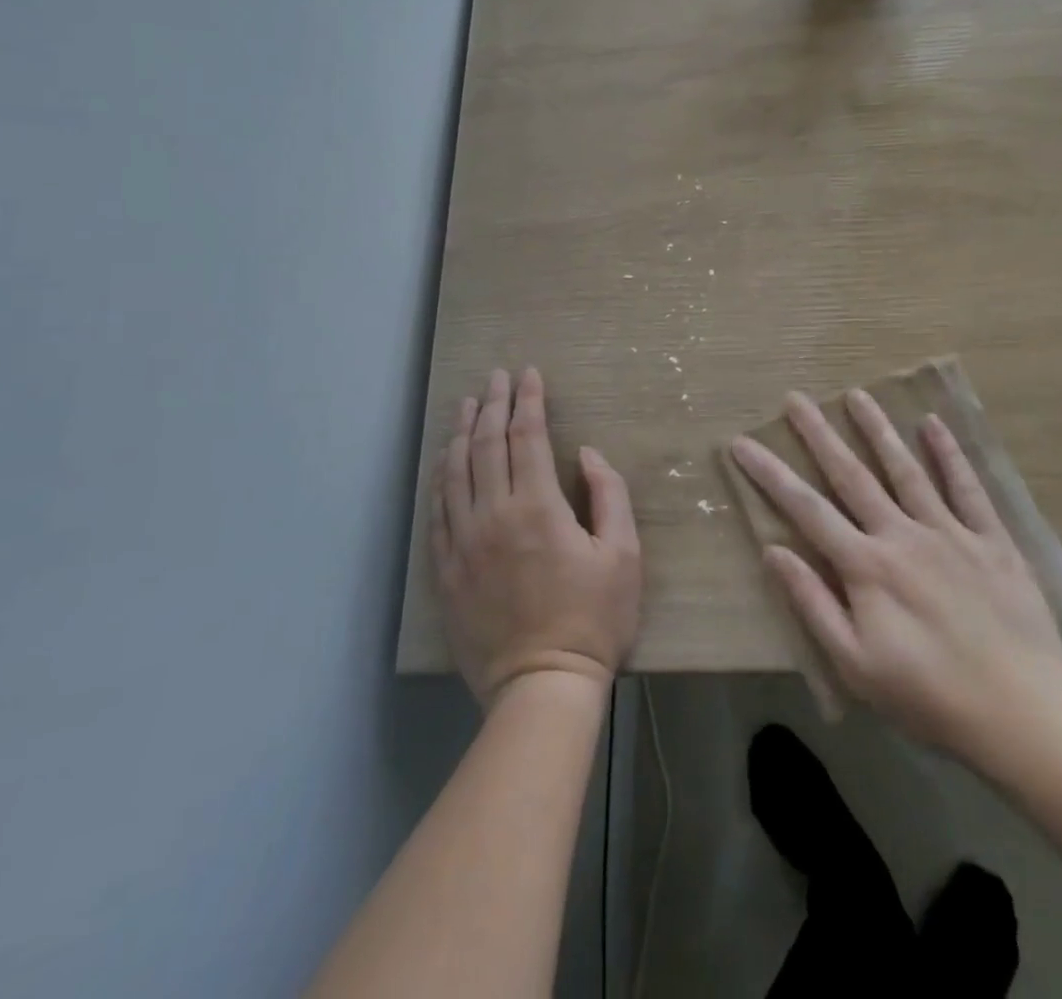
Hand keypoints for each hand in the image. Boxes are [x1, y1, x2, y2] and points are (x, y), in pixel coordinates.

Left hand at [436, 368, 641, 707]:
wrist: (541, 686)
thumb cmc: (594, 619)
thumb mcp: (623, 554)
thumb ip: (609, 494)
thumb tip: (586, 453)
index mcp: (538, 506)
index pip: (528, 436)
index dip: (528, 400)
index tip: (529, 374)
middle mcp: (493, 515)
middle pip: (486, 444)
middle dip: (492, 404)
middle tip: (495, 377)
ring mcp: (463, 542)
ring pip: (456, 471)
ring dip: (461, 432)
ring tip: (465, 404)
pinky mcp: (446, 569)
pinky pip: (438, 511)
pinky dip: (441, 477)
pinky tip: (445, 461)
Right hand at [732, 389, 1061, 764]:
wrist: (1021, 717)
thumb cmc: (928, 698)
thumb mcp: (855, 664)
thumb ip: (813, 603)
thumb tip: (773, 551)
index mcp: (866, 567)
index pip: (806, 509)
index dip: (770, 474)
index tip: (743, 443)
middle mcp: (902, 535)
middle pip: (852, 475)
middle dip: (819, 434)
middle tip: (796, 398)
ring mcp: (949, 533)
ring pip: (905, 469)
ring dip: (878, 430)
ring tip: (856, 395)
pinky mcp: (991, 540)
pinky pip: (967, 488)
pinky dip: (949, 454)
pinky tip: (933, 424)